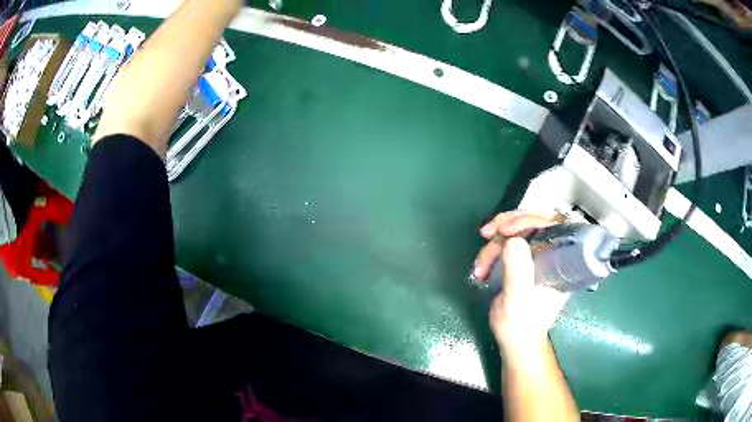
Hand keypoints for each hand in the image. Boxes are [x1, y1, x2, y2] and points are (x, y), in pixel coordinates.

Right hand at [473, 211, 569, 360]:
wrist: (516, 342)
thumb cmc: (521, 326)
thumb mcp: (517, 302)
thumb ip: (517, 273)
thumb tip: (513, 241)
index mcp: (560, 261)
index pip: (553, 224)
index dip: (529, 219)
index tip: (504, 230)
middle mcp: (553, 253)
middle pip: (534, 221)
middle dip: (507, 224)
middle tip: (485, 233)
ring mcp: (539, 255)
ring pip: (518, 231)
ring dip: (494, 244)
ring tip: (480, 267)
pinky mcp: (526, 260)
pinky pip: (509, 242)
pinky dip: (492, 250)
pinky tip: (482, 266)